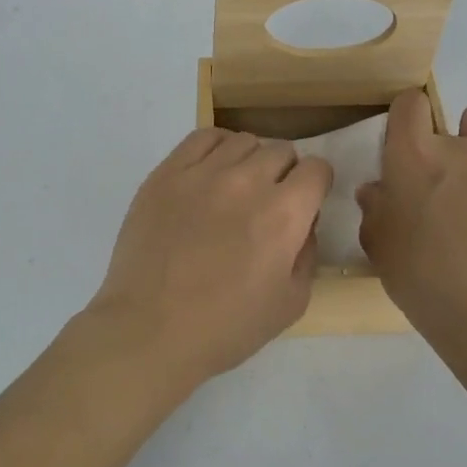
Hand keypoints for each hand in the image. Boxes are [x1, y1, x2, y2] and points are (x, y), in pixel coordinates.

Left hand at [86, 129, 333, 387]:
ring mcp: (203, 172)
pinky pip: (203, 137)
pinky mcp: (167, 172)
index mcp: (284, 214)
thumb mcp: (291, 303)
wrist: (149, 329)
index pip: (316, 169)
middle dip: (285, 173)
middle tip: (269, 203)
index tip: (305, 203)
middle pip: (281, 151)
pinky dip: (217, 147)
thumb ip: (307, 253)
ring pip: (243, 141)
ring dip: (250, 161)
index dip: (316, 186)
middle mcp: (247, 181)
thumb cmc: (225, 327)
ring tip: (236, 189)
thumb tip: (304, 222)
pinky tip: (211, 171)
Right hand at [357, 91, 466, 330]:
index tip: (405, 149)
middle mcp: (459, 145)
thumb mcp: (378, 244)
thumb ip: (375, 207)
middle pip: (448, 120)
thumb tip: (379, 189)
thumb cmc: (421, 278)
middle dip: (442, 148)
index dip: (405, 121)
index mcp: (413, 155)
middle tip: (443, 189)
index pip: (408, 104)